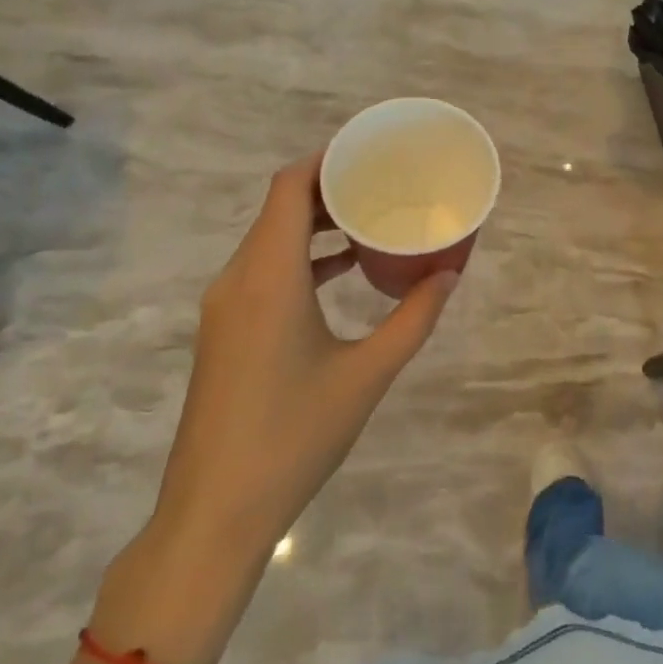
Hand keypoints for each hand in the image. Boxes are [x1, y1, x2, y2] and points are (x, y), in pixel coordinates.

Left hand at [151, 152, 458, 558]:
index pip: (289, 187)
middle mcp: (239, 278)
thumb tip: (448, 275)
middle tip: (381, 181)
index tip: (368, 151)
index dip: (325, 159)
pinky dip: (301, 256)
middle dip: (328, 187)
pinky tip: (342, 270)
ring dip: (314, 222)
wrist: (214, 513)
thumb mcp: (366, 375)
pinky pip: (263, 269)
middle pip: (279, 207)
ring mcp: (225, 305)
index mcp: (268, 276)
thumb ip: (412, 319)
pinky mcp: (225, 329)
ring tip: (368, 218)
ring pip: (269, 238)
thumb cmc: (293, 437)